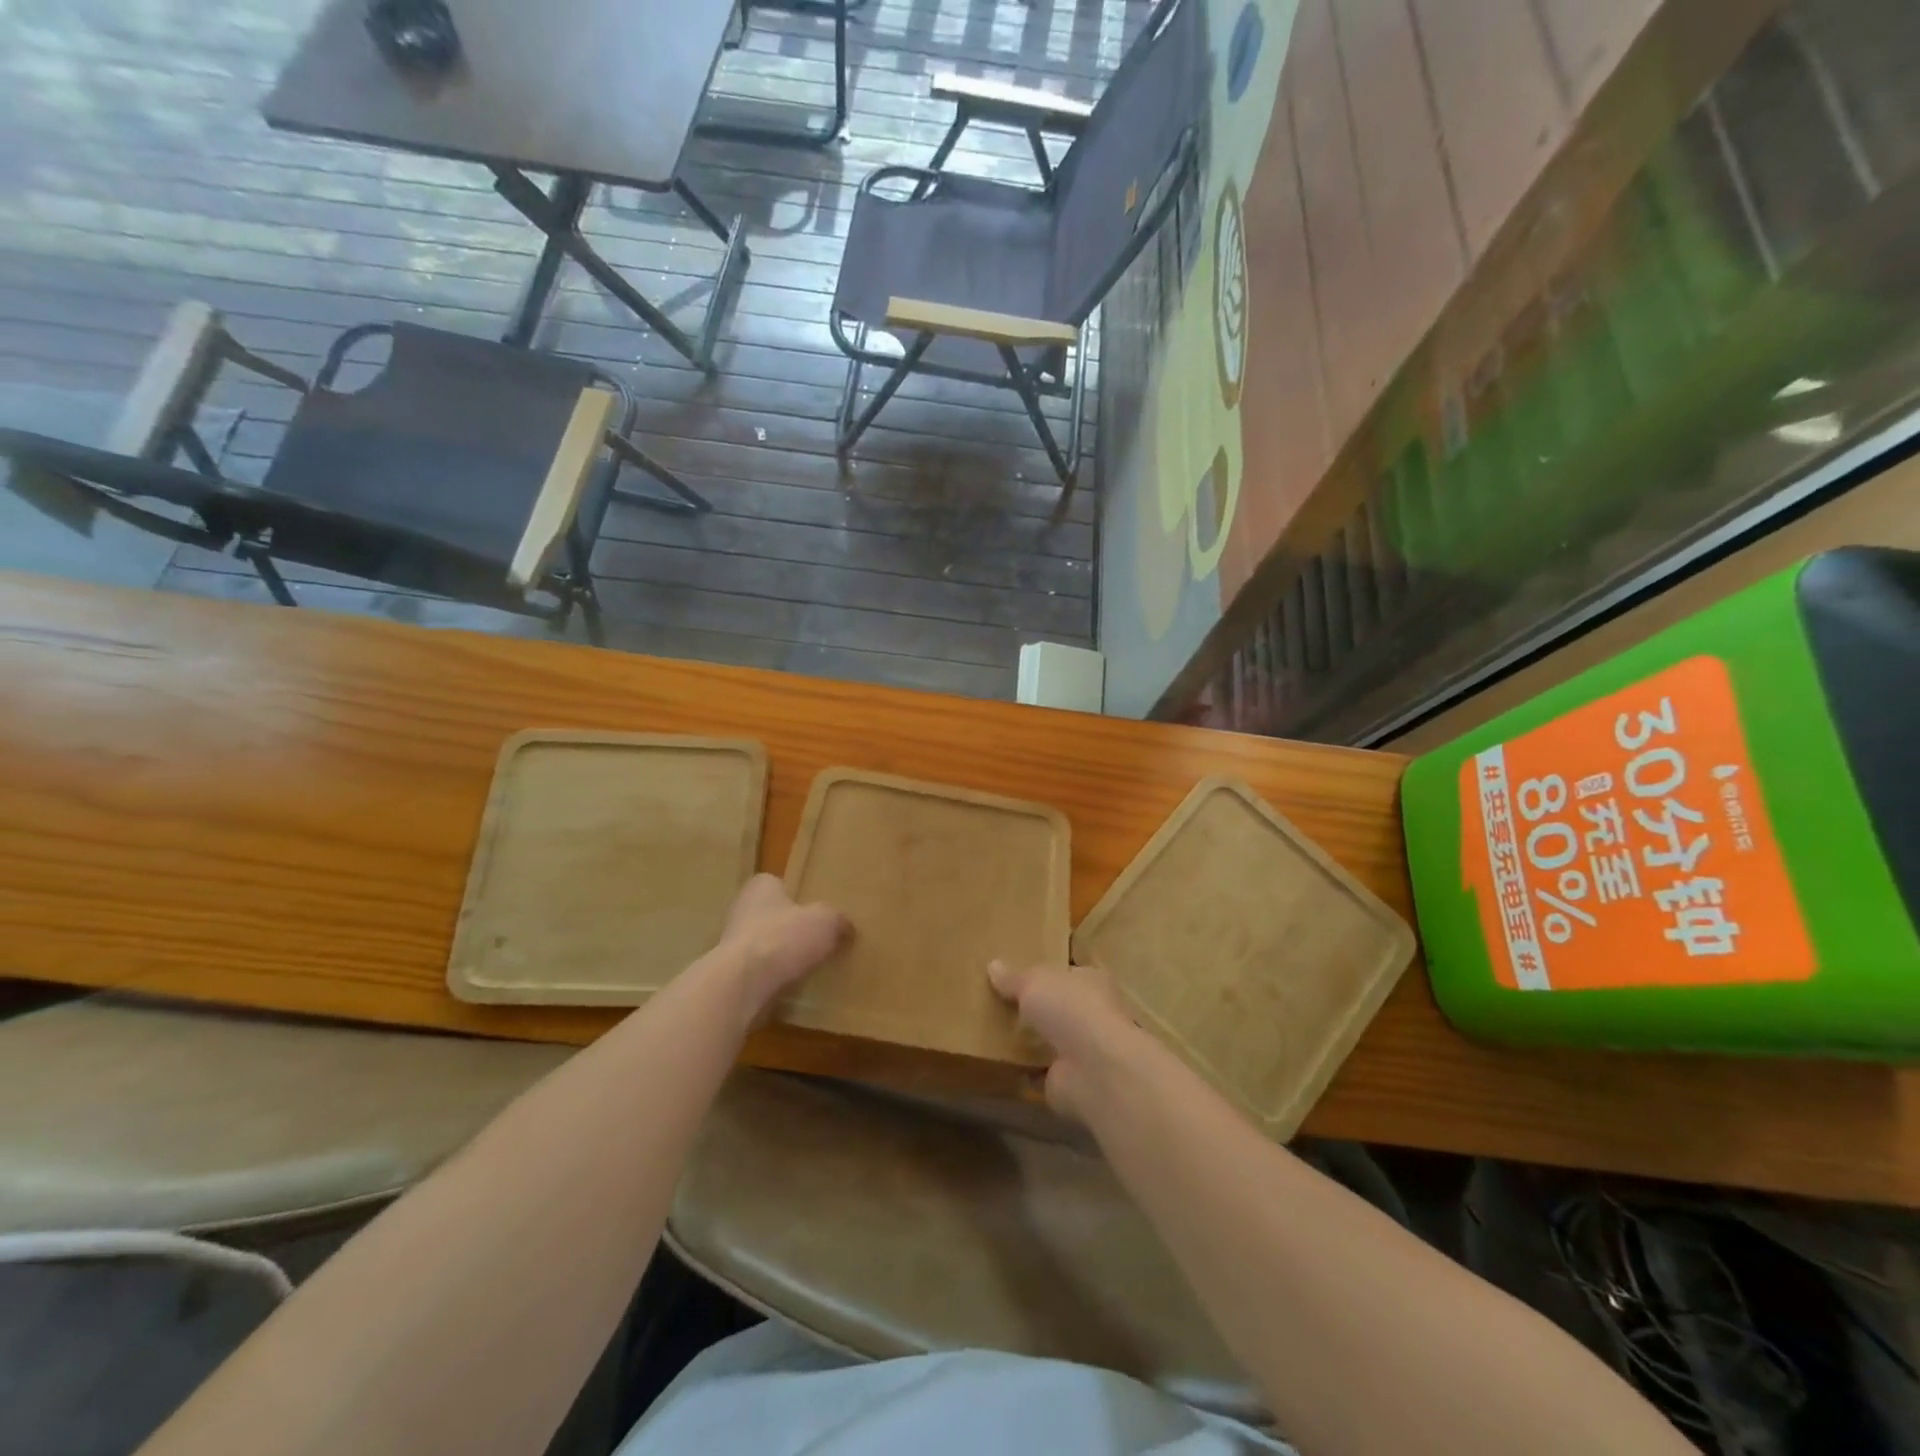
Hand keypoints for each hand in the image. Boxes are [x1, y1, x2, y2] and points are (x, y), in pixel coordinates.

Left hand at [717, 874, 847, 1025]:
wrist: (742, 985)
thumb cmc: (783, 939)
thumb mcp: (826, 922)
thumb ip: (838, 921)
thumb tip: (847, 929)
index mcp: (761, 887)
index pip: (779, 884)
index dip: (797, 897)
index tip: (816, 912)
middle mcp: (741, 909)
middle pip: (771, 916)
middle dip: (790, 928)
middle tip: (817, 941)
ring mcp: (731, 944)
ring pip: (764, 946)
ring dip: (781, 957)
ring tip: (808, 968)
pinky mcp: (730, 975)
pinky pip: (758, 974)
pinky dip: (772, 980)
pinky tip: (791, 988)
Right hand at [987, 960, 1149, 1123]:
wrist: (1093, 1068)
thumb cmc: (1070, 1008)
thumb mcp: (1034, 982)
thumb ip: (1014, 978)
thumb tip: (993, 965)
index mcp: (1092, 982)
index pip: (1069, 975)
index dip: (1047, 975)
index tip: (1018, 978)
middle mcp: (1093, 1015)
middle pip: (1060, 1009)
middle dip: (1037, 1010)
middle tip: (1001, 1006)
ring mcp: (1083, 1051)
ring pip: (1052, 1042)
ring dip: (1031, 1042)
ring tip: (994, 1034)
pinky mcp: (1070, 1081)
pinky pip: (1041, 1072)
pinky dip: (1025, 1071)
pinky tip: (1001, 1065)